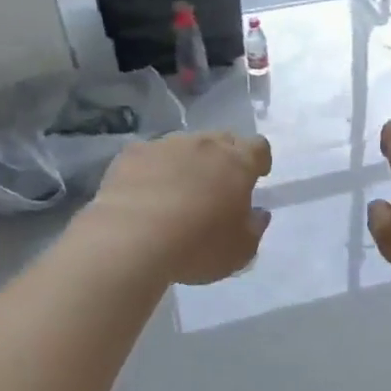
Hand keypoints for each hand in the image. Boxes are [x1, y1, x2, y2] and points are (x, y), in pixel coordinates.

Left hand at [84, 131, 272, 285]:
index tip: (256, 177)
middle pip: (222, 140)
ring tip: (176, 192)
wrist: (130, 239)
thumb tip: (258, 213)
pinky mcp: (132, 154)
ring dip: (187, 162)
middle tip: (218, 185)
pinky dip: (152, 169)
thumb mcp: (241, 251)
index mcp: (237, 163)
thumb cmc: (197, 246)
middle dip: (224, 158)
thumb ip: (254, 228)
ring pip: (184, 145)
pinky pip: (149, 156)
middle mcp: (204, 144)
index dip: (260, 160)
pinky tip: (144, 194)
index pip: (258, 147)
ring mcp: (165, 145)